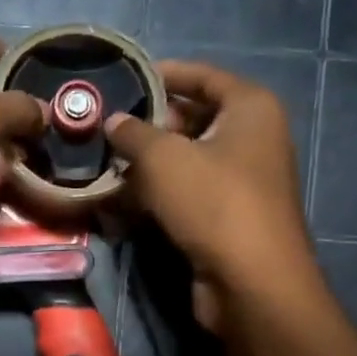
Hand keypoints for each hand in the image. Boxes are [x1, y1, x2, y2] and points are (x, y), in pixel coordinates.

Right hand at [107, 60, 315, 333]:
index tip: (123, 80)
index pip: (202, 76)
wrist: (251, 281)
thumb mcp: (164, 158)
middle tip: (106, 131)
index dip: (162, 74)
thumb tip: (114, 121)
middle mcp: (252, 138)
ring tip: (104, 167)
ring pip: (186, 162)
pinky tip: (120, 204)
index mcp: (250, 108)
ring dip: (147, 166)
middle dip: (148, 127)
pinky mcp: (227, 218)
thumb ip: (133, 133)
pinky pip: (187, 195)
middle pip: (193, 120)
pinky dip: (158, 197)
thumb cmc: (213, 203)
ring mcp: (241, 181)